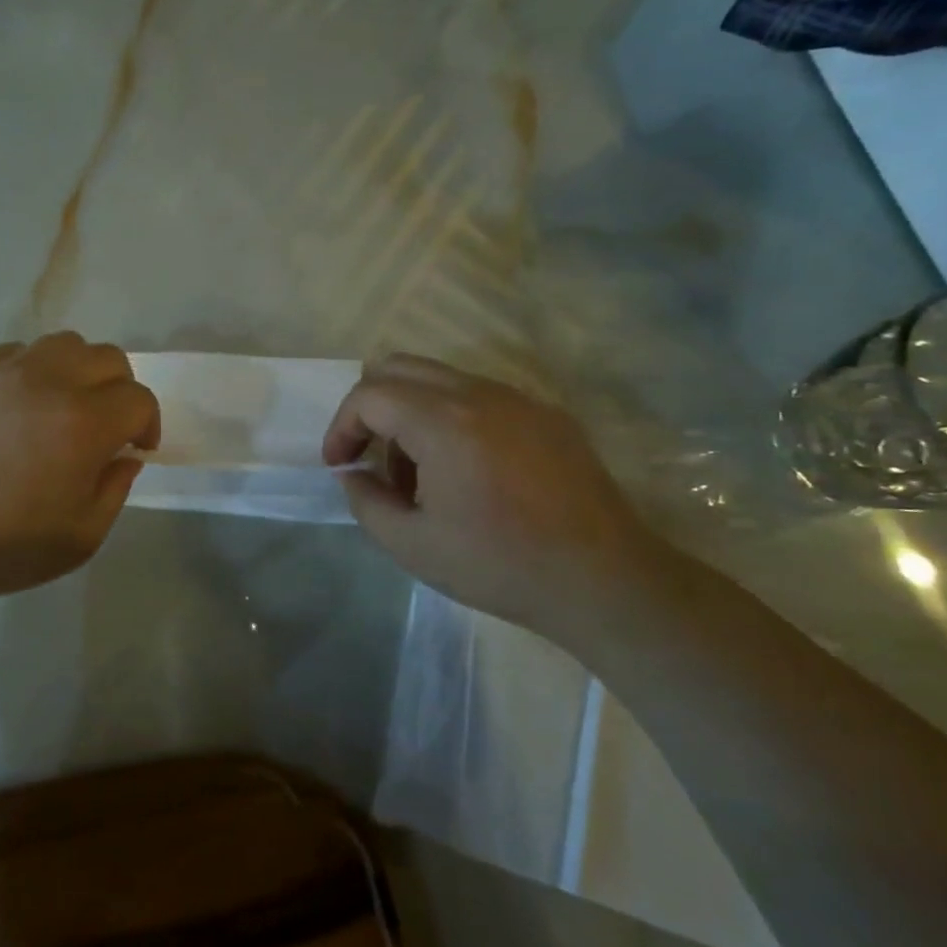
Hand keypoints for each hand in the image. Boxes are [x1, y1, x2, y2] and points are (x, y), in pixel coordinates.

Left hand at [0, 333, 159, 602]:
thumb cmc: (3, 546)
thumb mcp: (81, 538)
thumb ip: (116, 490)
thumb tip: (125, 456)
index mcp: (84, 423)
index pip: (138, 399)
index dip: (148, 424)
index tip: (134, 449)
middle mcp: (49, 381)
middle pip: (108, 358)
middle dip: (120, 390)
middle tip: (105, 424)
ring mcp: (4, 370)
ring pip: (64, 343)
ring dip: (78, 370)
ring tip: (62, 404)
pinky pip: (16, 351)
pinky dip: (32, 370)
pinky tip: (17, 404)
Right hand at [323, 354, 664, 645]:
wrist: (604, 580)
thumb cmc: (500, 565)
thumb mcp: (412, 545)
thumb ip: (366, 501)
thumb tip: (355, 474)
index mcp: (443, 422)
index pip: (369, 394)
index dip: (342, 427)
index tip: (341, 465)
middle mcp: (479, 393)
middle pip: (399, 367)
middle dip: (370, 407)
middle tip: (369, 455)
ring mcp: (517, 398)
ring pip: (439, 378)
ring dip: (410, 412)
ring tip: (419, 472)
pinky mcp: (546, 413)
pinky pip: (479, 395)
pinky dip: (450, 417)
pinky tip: (466, 470)